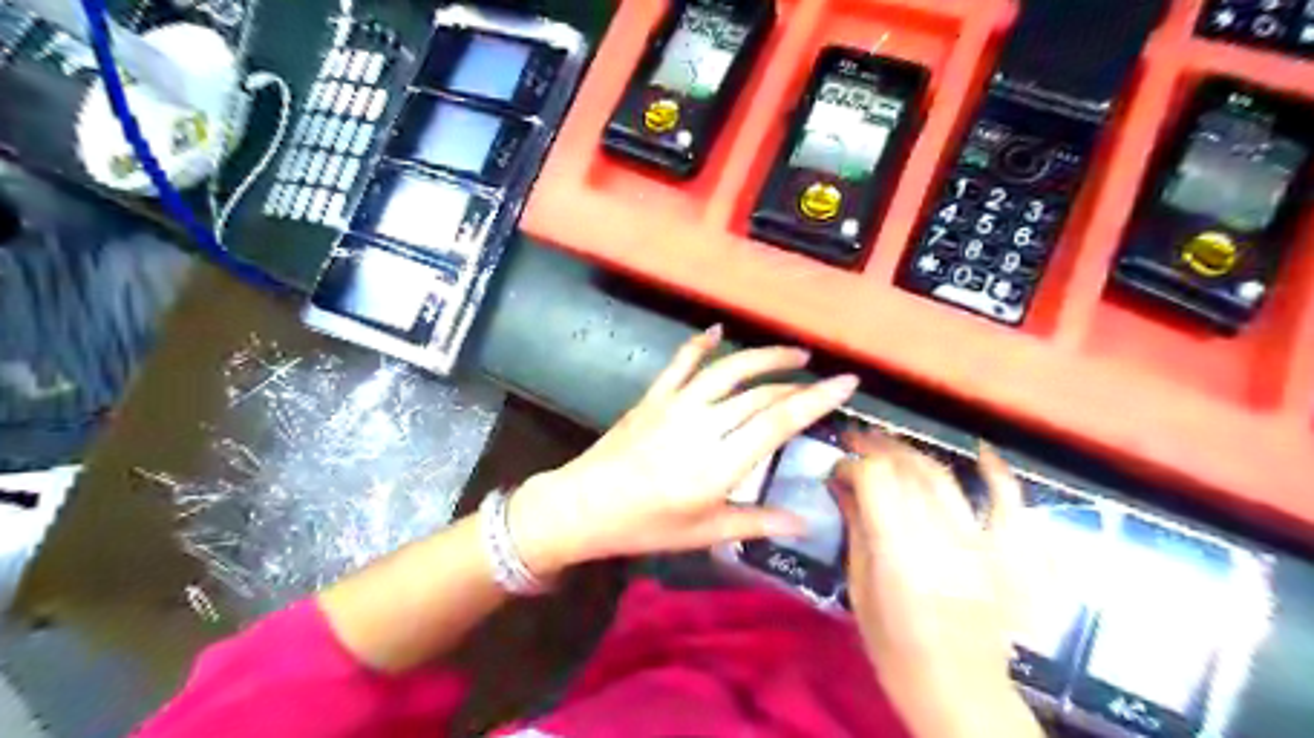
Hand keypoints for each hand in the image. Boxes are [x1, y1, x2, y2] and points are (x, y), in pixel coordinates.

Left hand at [509, 325, 857, 576]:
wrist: (583, 506)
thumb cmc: (645, 526)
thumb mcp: (704, 532)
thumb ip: (756, 522)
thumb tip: (805, 522)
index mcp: (719, 463)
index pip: (778, 422)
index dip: (816, 400)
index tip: (846, 382)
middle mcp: (702, 425)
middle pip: (760, 394)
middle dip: (796, 384)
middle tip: (822, 381)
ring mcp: (676, 405)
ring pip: (728, 370)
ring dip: (763, 357)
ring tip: (793, 353)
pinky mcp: (654, 397)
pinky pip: (681, 363)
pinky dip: (700, 344)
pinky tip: (716, 330)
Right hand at [835, 433, 1043, 737]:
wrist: (959, 691)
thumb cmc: (896, 649)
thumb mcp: (860, 590)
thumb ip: (855, 530)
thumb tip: (841, 486)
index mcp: (898, 552)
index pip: (874, 480)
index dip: (851, 464)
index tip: (836, 469)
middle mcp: (938, 537)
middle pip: (906, 470)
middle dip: (876, 448)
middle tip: (854, 440)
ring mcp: (977, 542)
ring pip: (942, 477)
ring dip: (912, 452)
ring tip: (888, 443)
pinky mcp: (1004, 552)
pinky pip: (1007, 502)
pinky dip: (996, 472)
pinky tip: (979, 450)